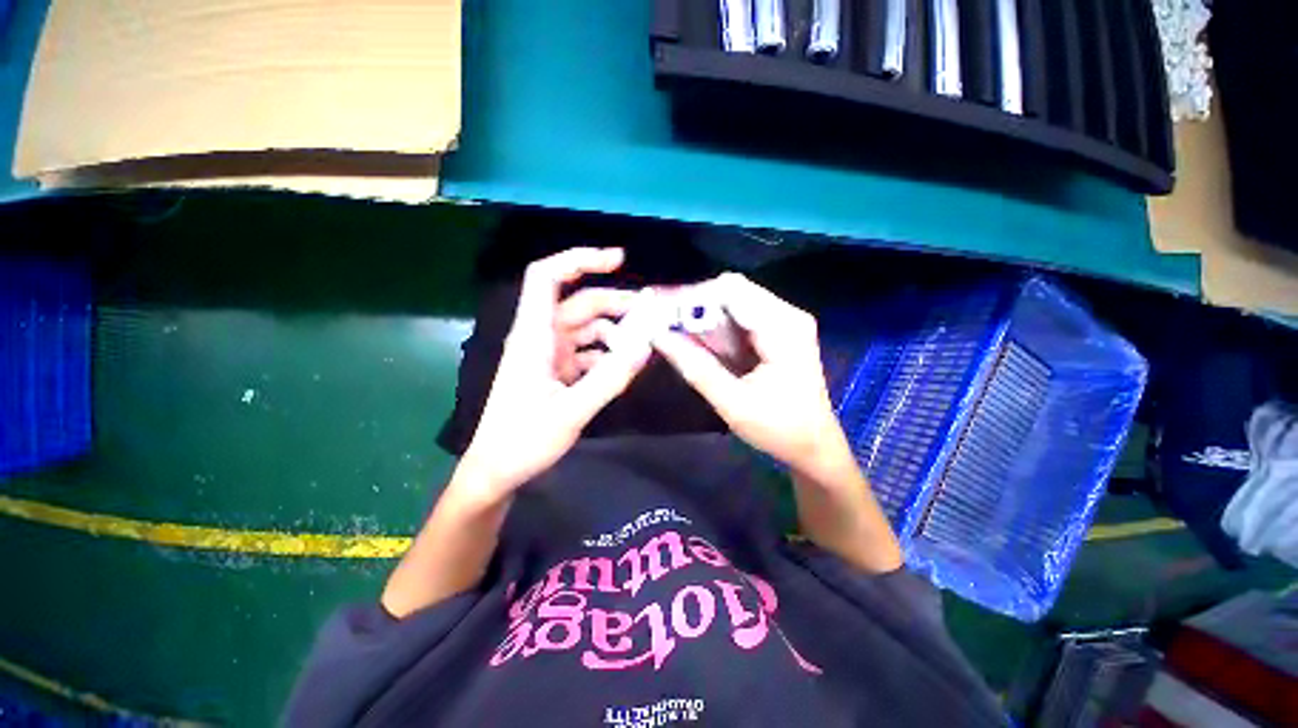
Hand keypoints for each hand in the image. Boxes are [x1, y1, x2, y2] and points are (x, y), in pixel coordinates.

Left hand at [459, 248, 652, 500]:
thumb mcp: (572, 411)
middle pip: (580, 303)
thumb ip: (610, 378)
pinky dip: (607, 355)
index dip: (579, 260)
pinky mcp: (555, 372)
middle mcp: (541, 337)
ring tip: (643, 347)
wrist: (497, 472)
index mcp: (533, 336)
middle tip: (653, 315)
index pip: (547, 278)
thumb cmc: (523, 441)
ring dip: (615, 333)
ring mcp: (548, 355)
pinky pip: (587, 352)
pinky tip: (623, 368)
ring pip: (587, 329)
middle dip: (616, 304)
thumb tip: (647, 346)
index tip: (618, 261)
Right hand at [652, 273, 852, 476]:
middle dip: (695, 309)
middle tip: (665, 329)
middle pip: (731, 292)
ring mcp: (783, 321)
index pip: (730, 291)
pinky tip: (700, 347)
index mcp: (783, 328)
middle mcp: (786, 314)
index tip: (663, 317)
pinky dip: (715, 330)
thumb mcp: (732, 403)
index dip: (693, 299)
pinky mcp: (776, 331)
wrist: (814, 447)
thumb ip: (695, 367)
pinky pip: (738, 319)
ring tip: (677, 339)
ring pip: (731, 304)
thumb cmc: (779, 430)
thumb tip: (658, 337)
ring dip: (703, 320)